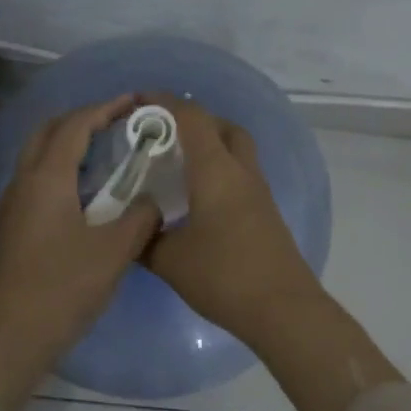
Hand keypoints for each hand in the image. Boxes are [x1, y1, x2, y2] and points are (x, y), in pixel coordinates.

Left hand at [0, 95, 157, 410]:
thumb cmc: (60, 288)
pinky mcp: (15, 230)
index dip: (105, 108)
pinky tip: (92, 196)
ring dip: (72, 146)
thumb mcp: (113, 252)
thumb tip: (152, 202)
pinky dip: (66, 173)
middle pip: (49, 133)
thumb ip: (140, 218)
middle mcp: (24, 184)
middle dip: (83, 120)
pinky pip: (41, 184)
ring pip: (41, 159)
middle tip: (119, 123)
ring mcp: (15, 208)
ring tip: (111, 154)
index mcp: (46, 179)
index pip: (75, 126)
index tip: (135, 101)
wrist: (8, 338)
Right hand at [143, 97, 322, 344]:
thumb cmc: (224, 276)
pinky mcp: (266, 212)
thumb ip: (145, 239)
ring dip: (210, 144)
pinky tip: (199, 196)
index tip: (138, 102)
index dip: (164, 103)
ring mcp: (259, 192)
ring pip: (236, 150)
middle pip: (223, 127)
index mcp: (216, 171)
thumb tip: (127, 229)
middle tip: (162, 134)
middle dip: (193, 120)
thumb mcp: (170, 260)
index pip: (191, 119)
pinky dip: (220, 170)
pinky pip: (241, 174)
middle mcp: (241, 172)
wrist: (282, 308)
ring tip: (178, 163)